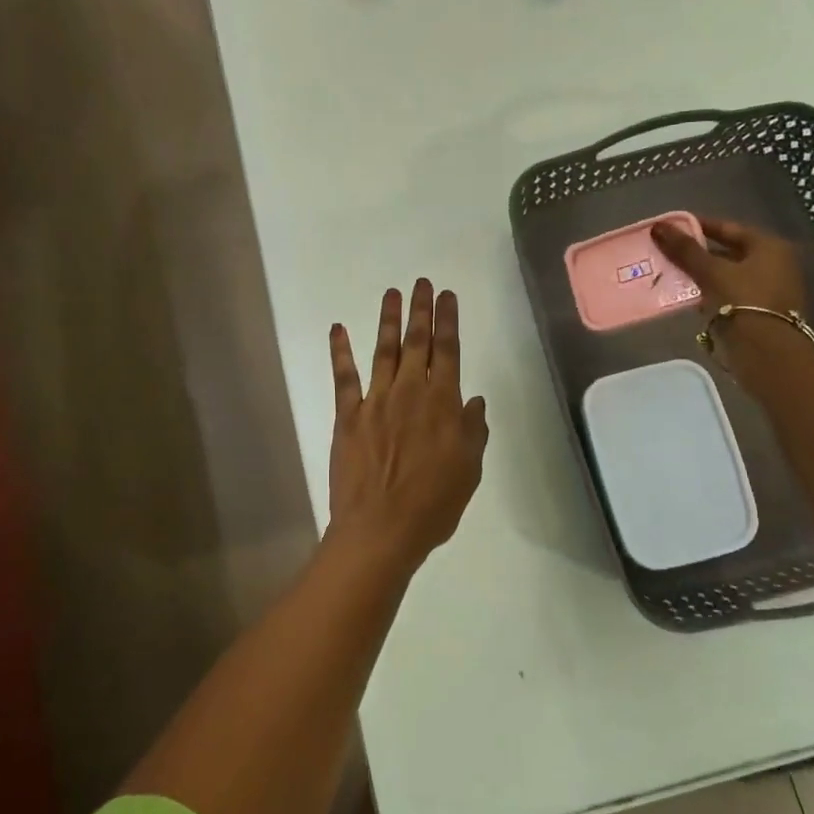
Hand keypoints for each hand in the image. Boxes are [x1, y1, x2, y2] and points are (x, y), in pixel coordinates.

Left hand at [326, 279, 489, 565]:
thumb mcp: (469, 470)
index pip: (448, 351)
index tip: (448, 296)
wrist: (381, 529)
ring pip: (384, 351)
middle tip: (422, 283)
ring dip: (388, 320)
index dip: (448, 321)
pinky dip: (340, 351)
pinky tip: (338, 329)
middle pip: (417, 342)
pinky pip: (344, 377)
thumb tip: (474, 401)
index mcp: (442, 403)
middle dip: (421, 310)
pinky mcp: (347, 415)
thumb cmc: (433, 504)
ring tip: (391, 293)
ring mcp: (375, 401)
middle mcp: (409, 392)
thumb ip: (473, 431)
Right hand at [651, 216, 807, 313]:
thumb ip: (685, 250)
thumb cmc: (743, 303)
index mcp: (769, 247)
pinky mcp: (760, 313)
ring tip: (670, 275)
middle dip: (697, 253)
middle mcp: (775, 264)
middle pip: (728, 252)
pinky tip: (688, 298)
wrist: (767, 354)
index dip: (698, 226)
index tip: (671, 228)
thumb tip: (657, 227)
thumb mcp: (712, 272)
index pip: (728, 228)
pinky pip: (730, 295)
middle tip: (667, 252)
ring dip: (702, 275)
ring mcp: (769, 290)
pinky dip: (710, 293)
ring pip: (727, 275)